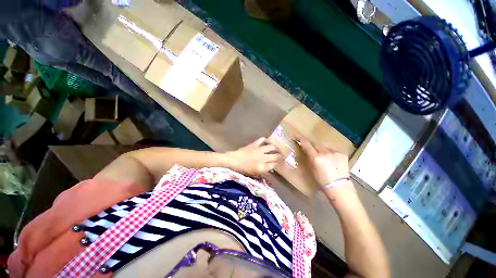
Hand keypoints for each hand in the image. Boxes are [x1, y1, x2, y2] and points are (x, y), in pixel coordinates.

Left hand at [225, 138, 282, 176]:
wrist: (233, 161)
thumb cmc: (242, 169)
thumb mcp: (254, 173)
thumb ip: (264, 170)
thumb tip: (271, 167)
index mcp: (262, 167)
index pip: (275, 164)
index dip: (280, 164)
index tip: (282, 163)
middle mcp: (263, 158)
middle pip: (276, 156)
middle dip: (281, 156)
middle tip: (283, 156)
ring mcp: (259, 150)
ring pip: (272, 147)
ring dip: (276, 148)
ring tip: (277, 148)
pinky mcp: (254, 144)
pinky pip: (262, 140)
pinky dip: (265, 140)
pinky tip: (266, 141)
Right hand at [298, 138, 349, 187]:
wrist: (339, 187)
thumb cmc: (322, 181)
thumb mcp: (311, 169)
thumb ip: (308, 158)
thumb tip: (306, 151)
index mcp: (316, 158)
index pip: (307, 145)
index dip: (301, 139)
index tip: (297, 136)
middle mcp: (325, 152)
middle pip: (316, 143)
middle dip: (313, 145)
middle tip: (312, 149)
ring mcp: (335, 152)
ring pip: (325, 146)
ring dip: (322, 149)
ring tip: (323, 156)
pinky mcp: (342, 153)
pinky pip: (333, 150)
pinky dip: (330, 153)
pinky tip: (332, 159)